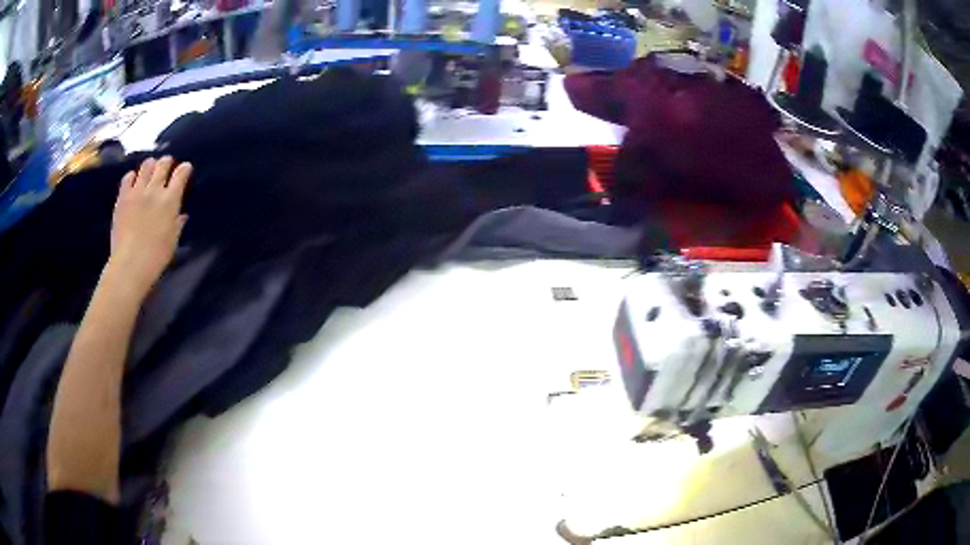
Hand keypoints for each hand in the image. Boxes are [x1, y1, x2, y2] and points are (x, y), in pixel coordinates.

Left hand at [109, 156, 191, 297]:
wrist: (130, 264)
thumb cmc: (156, 257)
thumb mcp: (172, 241)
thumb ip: (177, 224)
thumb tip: (181, 215)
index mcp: (171, 200)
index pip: (181, 174)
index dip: (184, 169)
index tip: (185, 169)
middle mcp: (155, 190)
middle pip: (163, 164)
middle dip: (167, 162)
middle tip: (166, 166)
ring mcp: (137, 191)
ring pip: (146, 166)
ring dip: (150, 166)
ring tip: (150, 170)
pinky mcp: (123, 197)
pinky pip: (128, 177)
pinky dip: (132, 176)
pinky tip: (133, 182)